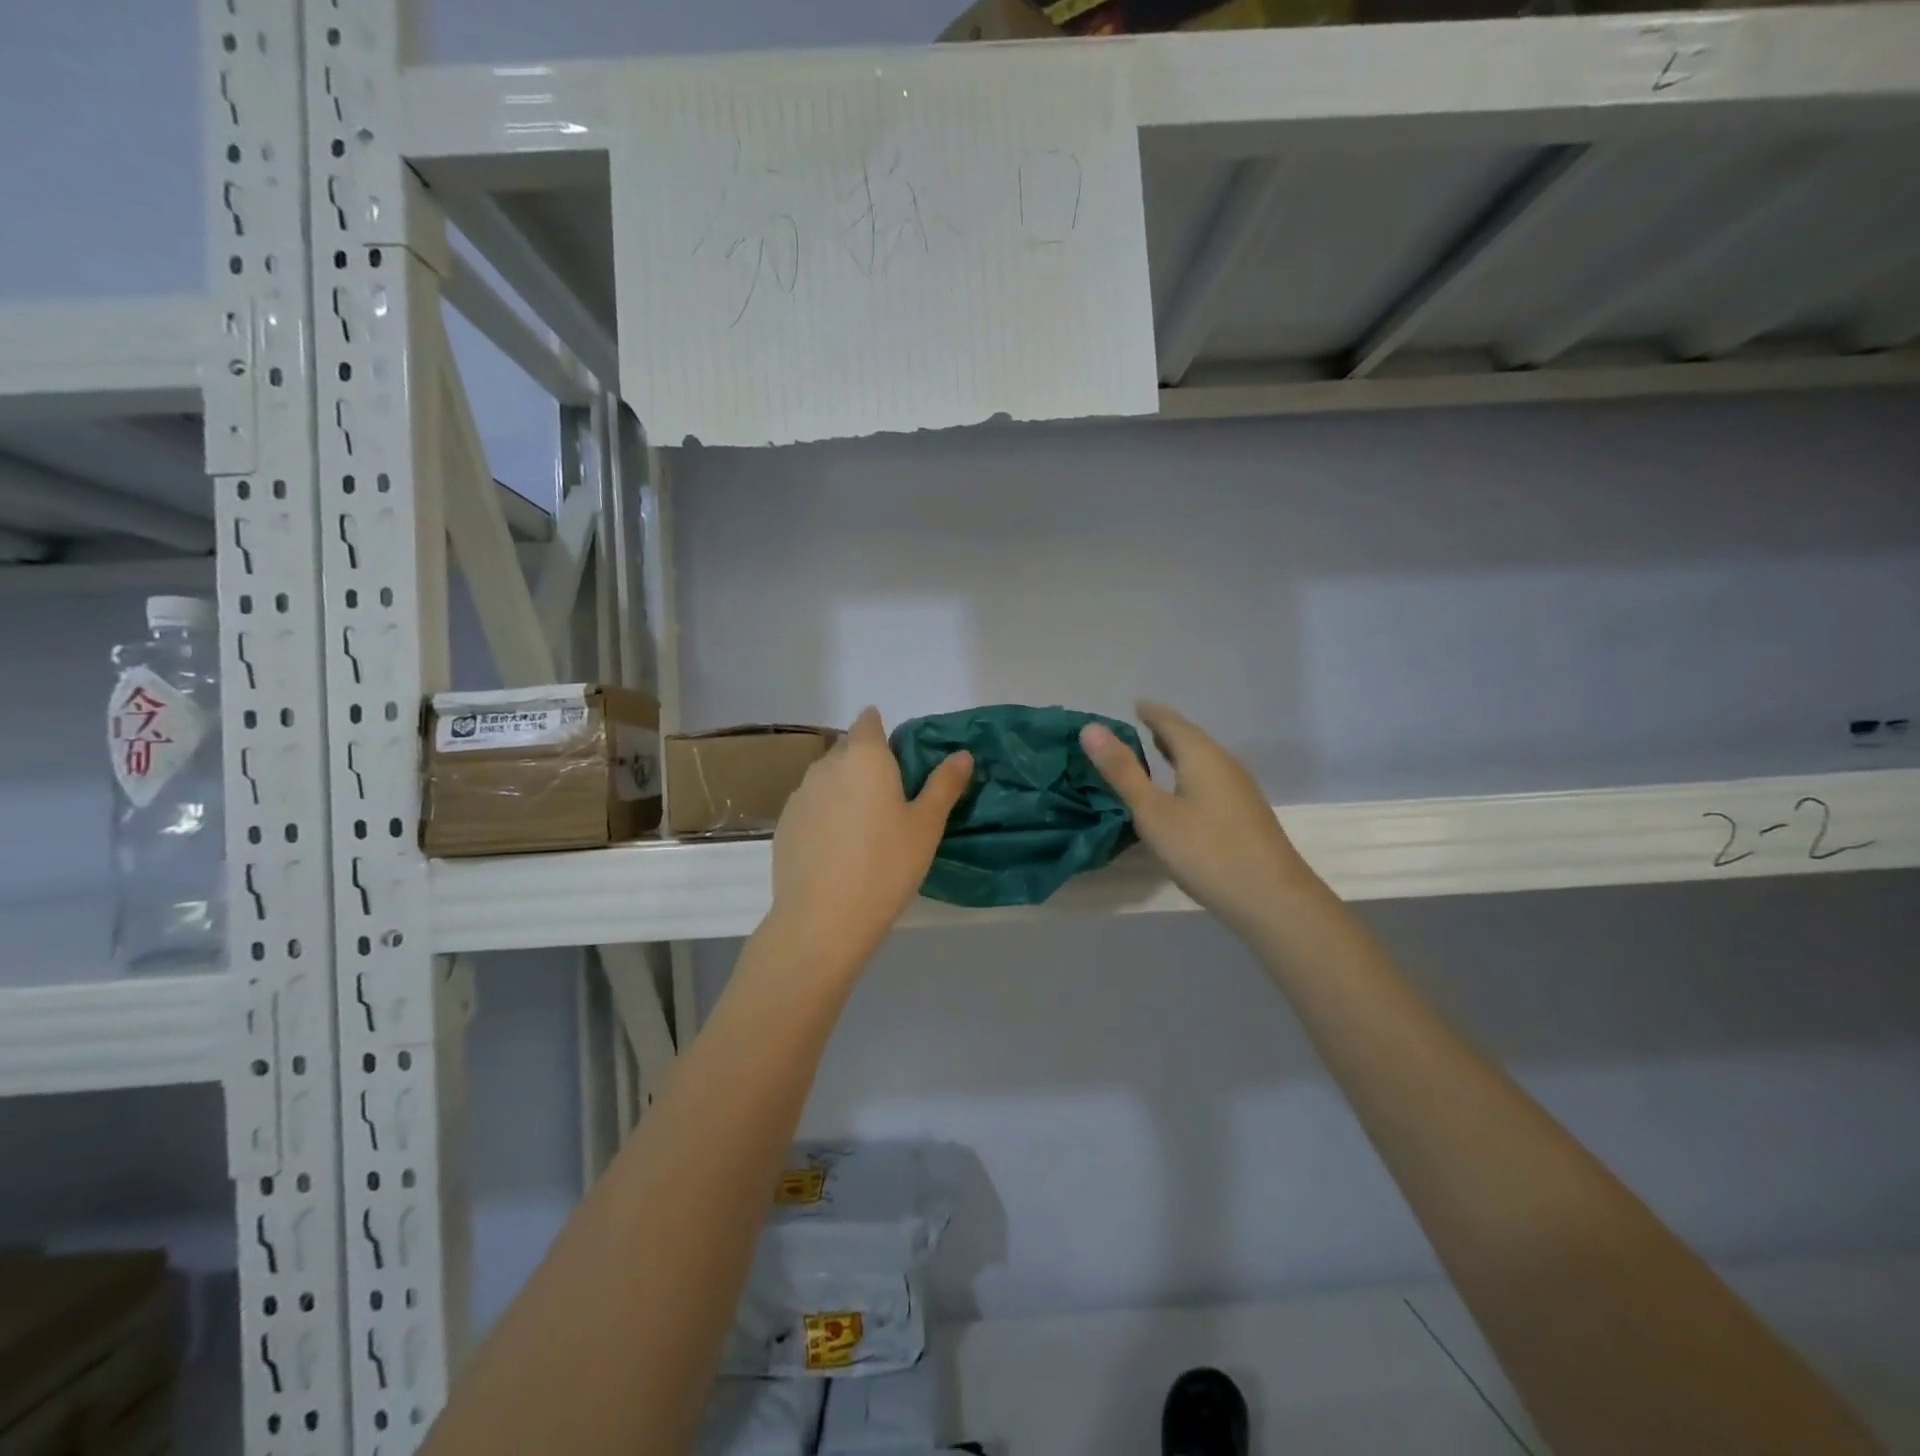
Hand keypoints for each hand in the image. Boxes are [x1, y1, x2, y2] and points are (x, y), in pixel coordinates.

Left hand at [767, 707, 972, 970]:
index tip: (898, 757)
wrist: (823, 918)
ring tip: (864, 826)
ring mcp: (800, 794)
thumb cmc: (886, 865)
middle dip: (866, 763)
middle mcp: (827, 765)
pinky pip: (811, 806)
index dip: (881, 731)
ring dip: (844, 789)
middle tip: (890, 798)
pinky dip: (825, 815)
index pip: (868, 721)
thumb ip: (944, 785)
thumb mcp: (926, 826)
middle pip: (847, 749)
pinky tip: (838, 848)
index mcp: (865, 757)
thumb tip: (962, 754)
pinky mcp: (784, 824)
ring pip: (827, 778)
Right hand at [1081, 701, 1318, 937]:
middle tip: (1140, 725)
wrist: (1272, 899)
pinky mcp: (1245, 813)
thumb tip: (1091, 728)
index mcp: (1201, 756)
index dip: (1150, 712)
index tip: (1134, 704)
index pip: (1171, 722)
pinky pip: (1211, 779)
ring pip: (1204, 760)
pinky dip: (1190, 773)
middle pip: (1191, 738)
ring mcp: (1240, 790)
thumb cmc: (1206, 851)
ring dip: (1179, 753)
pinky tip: (1183, 793)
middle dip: (1165, 730)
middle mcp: (1224, 764)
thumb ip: (1122, 771)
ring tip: (1156, 753)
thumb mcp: (1153, 813)